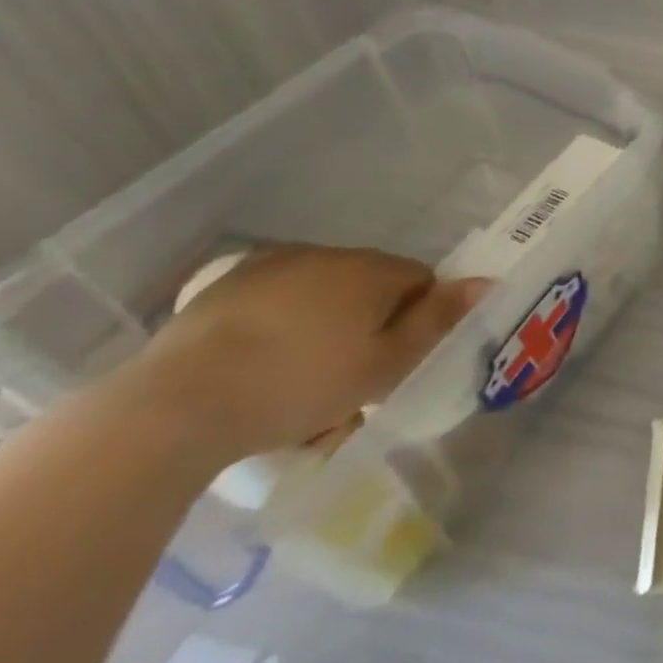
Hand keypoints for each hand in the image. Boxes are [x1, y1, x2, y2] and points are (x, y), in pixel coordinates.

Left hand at [111, 245, 487, 467]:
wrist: (174, 407)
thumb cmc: (299, 385)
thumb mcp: (385, 365)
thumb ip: (438, 320)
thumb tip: (488, 281)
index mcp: (373, 270)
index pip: (421, 281)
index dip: (417, 320)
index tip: (394, 361)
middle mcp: (329, 255)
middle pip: (371, 287)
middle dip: (368, 325)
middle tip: (350, 381)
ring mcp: (271, 267)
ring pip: (321, 295)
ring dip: (323, 327)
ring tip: (298, 384)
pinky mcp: (222, 290)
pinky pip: (273, 303)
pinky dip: (277, 328)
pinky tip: (256, 370)